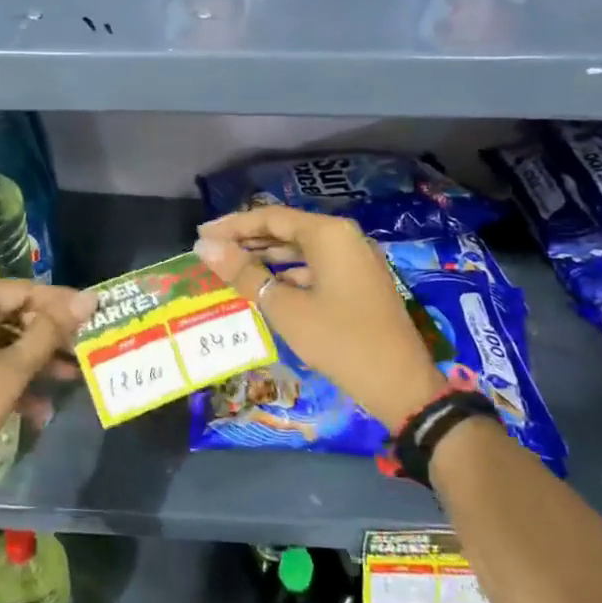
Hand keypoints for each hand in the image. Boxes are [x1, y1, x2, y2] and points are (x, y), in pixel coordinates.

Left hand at [0, 281, 93, 516]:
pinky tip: (38, 404)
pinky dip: (7, 372)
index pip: (22, 291)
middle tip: (81, 350)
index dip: (61, 304)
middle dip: (47, 337)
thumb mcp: (13, 370)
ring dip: (31, 359)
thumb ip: (51, 330)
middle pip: (10, 313)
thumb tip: (90, 298)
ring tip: (68, 378)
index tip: (94, 313)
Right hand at [194, 207, 443, 429]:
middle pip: (286, 229)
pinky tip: (265, 287)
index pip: (270, 217)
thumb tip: (205, 247)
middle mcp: (344, 237)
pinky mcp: (359, 281)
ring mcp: (355, 259)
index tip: (200, 235)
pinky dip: (288, 273)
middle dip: (247, 240)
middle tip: (210, 251)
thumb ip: (244, 273)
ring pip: (301, 248)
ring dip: (266, 257)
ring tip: (230, 267)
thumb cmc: (339, 340)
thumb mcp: (284, 308)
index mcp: (329, 234)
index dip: (232, 226)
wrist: (400, 385)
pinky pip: (316, 266)